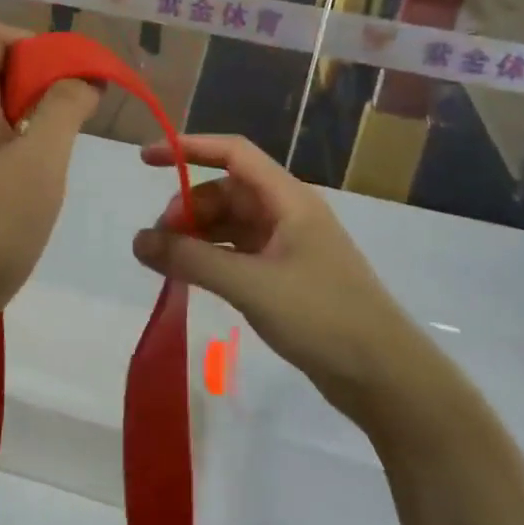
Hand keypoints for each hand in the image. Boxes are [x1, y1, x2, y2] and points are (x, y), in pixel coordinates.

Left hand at [0, 20, 99, 320]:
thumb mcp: (39, 164)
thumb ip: (64, 109)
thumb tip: (82, 76)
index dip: (30, 41)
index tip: (67, 77)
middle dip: (40, 79)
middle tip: (76, 116)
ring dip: (33, 115)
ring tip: (61, 152)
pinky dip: (18, 146)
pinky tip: (37, 184)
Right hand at [131, 135, 443, 425]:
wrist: (385, 376)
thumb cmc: (322, 316)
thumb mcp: (251, 284)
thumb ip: (191, 260)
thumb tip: (138, 241)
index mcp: (288, 199)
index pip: (233, 153)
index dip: (189, 148)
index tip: (146, 159)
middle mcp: (287, 213)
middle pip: (226, 191)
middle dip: (188, 206)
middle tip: (161, 240)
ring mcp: (288, 245)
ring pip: (230, 223)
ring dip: (197, 234)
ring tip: (169, 262)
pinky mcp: (286, 276)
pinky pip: (238, 252)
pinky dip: (211, 257)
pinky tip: (191, 276)